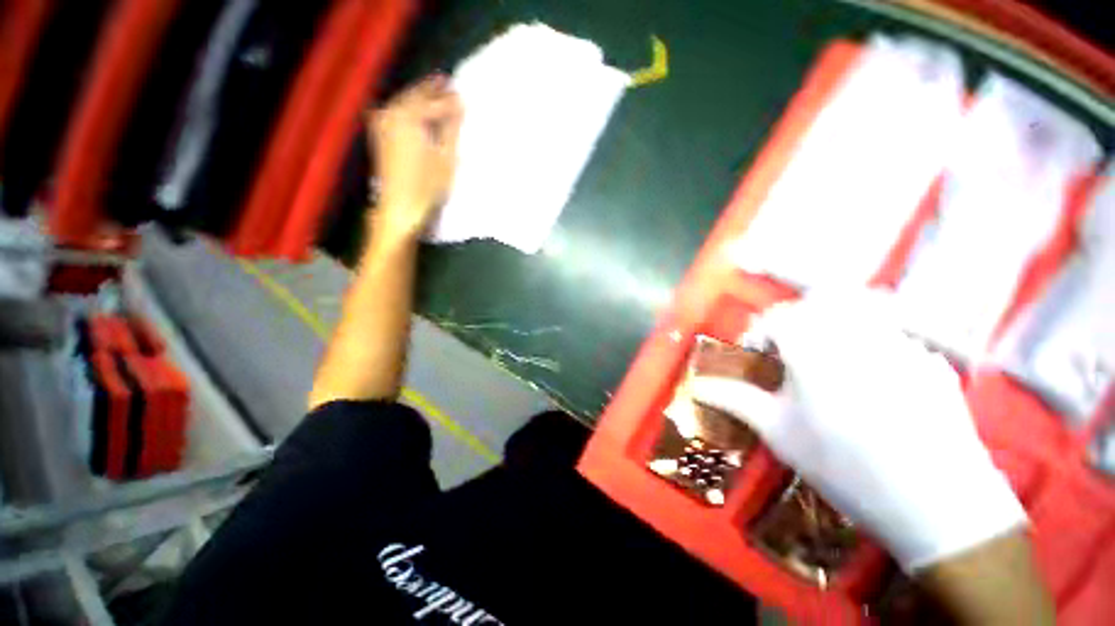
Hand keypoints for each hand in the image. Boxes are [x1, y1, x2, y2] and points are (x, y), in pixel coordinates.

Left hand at [369, 75, 462, 239]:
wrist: (400, 208)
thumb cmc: (427, 185)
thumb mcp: (446, 157)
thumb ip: (452, 127)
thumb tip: (459, 104)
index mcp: (409, 116)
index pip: (434, 103)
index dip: (450, 100)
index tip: (464, 96)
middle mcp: (391, 113)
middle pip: (415, 96)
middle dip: (432, 90)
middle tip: (449, 84)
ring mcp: (382, 123)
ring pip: (404, 102)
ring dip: (420, 98)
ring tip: (436, 95)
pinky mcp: (380, 135)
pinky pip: (397, 113)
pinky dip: (410, 109)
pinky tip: (419, 112)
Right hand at [691, 290, 1026, 572]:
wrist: (934, 503)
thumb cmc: (842, 465)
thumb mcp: (778, 432)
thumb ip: (735, 399)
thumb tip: (698, 386)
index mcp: (813, 346)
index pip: (775, 317)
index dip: (759, 332)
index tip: (757, 357)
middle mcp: (857, 331)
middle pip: (819, 299)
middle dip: (798, 318)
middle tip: (792, 350)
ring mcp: (901, 340)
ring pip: (861, 305)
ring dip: (836, 321)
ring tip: (829, 355)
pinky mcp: (930, 358)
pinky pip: (895, 330)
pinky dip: (874, 340)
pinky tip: (874, 378)